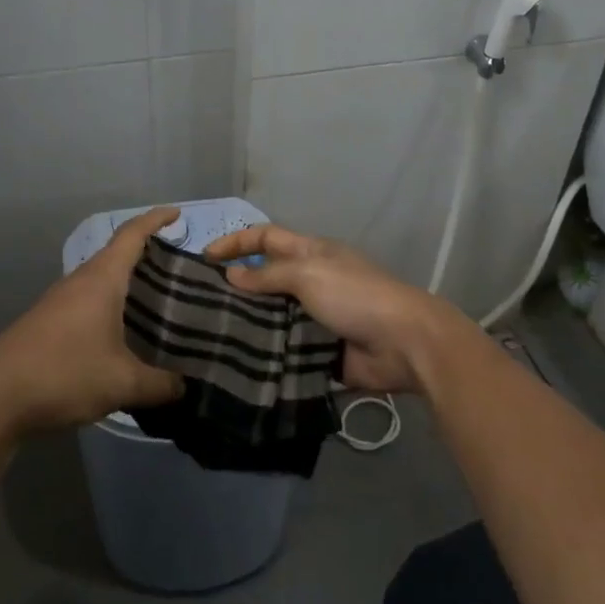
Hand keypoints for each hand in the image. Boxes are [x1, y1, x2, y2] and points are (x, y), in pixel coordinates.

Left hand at [0, 207, 185, 437]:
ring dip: (128, 285)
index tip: (177, 214)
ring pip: (102, 280)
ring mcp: (60, 300)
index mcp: (102, 279)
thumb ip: (159, 385)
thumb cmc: (64, 373)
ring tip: (159, 304)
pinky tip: (123, 334)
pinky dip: (111, 306)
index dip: (155, 219)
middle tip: (180, 272)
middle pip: (117, 255)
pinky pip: (89, 301)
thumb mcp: (121, 383)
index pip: (132, 234)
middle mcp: (80, 281)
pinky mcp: (48, 322)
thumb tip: (184, 387)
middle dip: (148, 256)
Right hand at [204, 224, 471, 394]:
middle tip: (200, 304)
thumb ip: (268, 275)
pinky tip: (238, 364)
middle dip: (236, 287)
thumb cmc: (355, 295)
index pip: (265, 238)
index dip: (235, 242)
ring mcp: (315, 318)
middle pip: (266, 279)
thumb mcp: (309, 274)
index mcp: (310, 253)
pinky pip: (285, 350)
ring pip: (272, 317)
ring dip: (248, 325)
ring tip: (211, 337)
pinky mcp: (319, 351)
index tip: (204, 258)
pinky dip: (266, 355)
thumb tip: (232, 275)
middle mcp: (310, 282)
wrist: (404, 344)